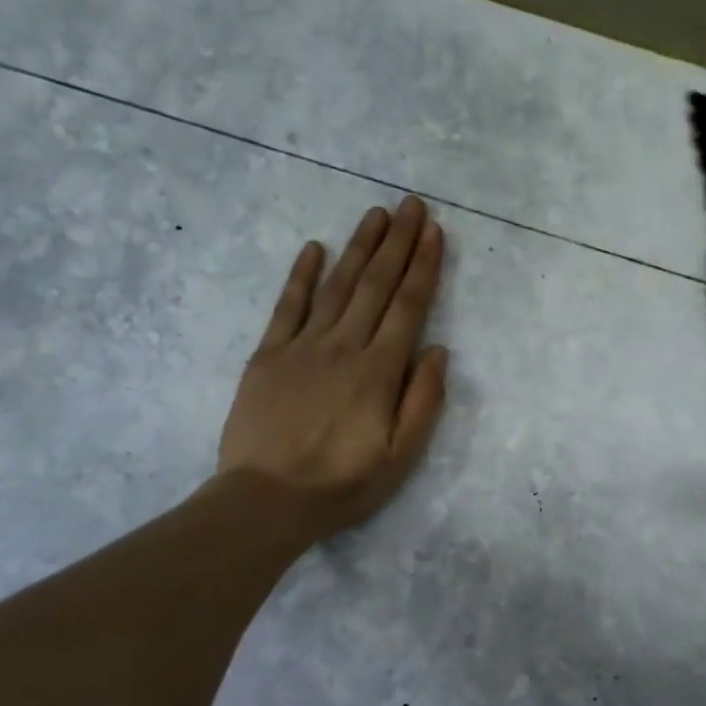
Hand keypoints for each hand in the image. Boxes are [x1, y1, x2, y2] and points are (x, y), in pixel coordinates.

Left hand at [215, 196, 448, 546]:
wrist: (267, 500)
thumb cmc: (342, 483)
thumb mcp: (401, 457)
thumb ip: (423, 401)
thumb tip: (439, 351)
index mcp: (379, 371)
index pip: (408, 307)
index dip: (424, 266)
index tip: (435, 232)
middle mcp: (344, 347)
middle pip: (375, 285)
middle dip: (398, 243)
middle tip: (411, 205)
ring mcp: (302, 347)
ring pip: (337, 286)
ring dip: (358, 247)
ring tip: (376, 214)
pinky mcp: (268, 355)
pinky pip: (287, 306)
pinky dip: (301, 275)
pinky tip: (314, 248)